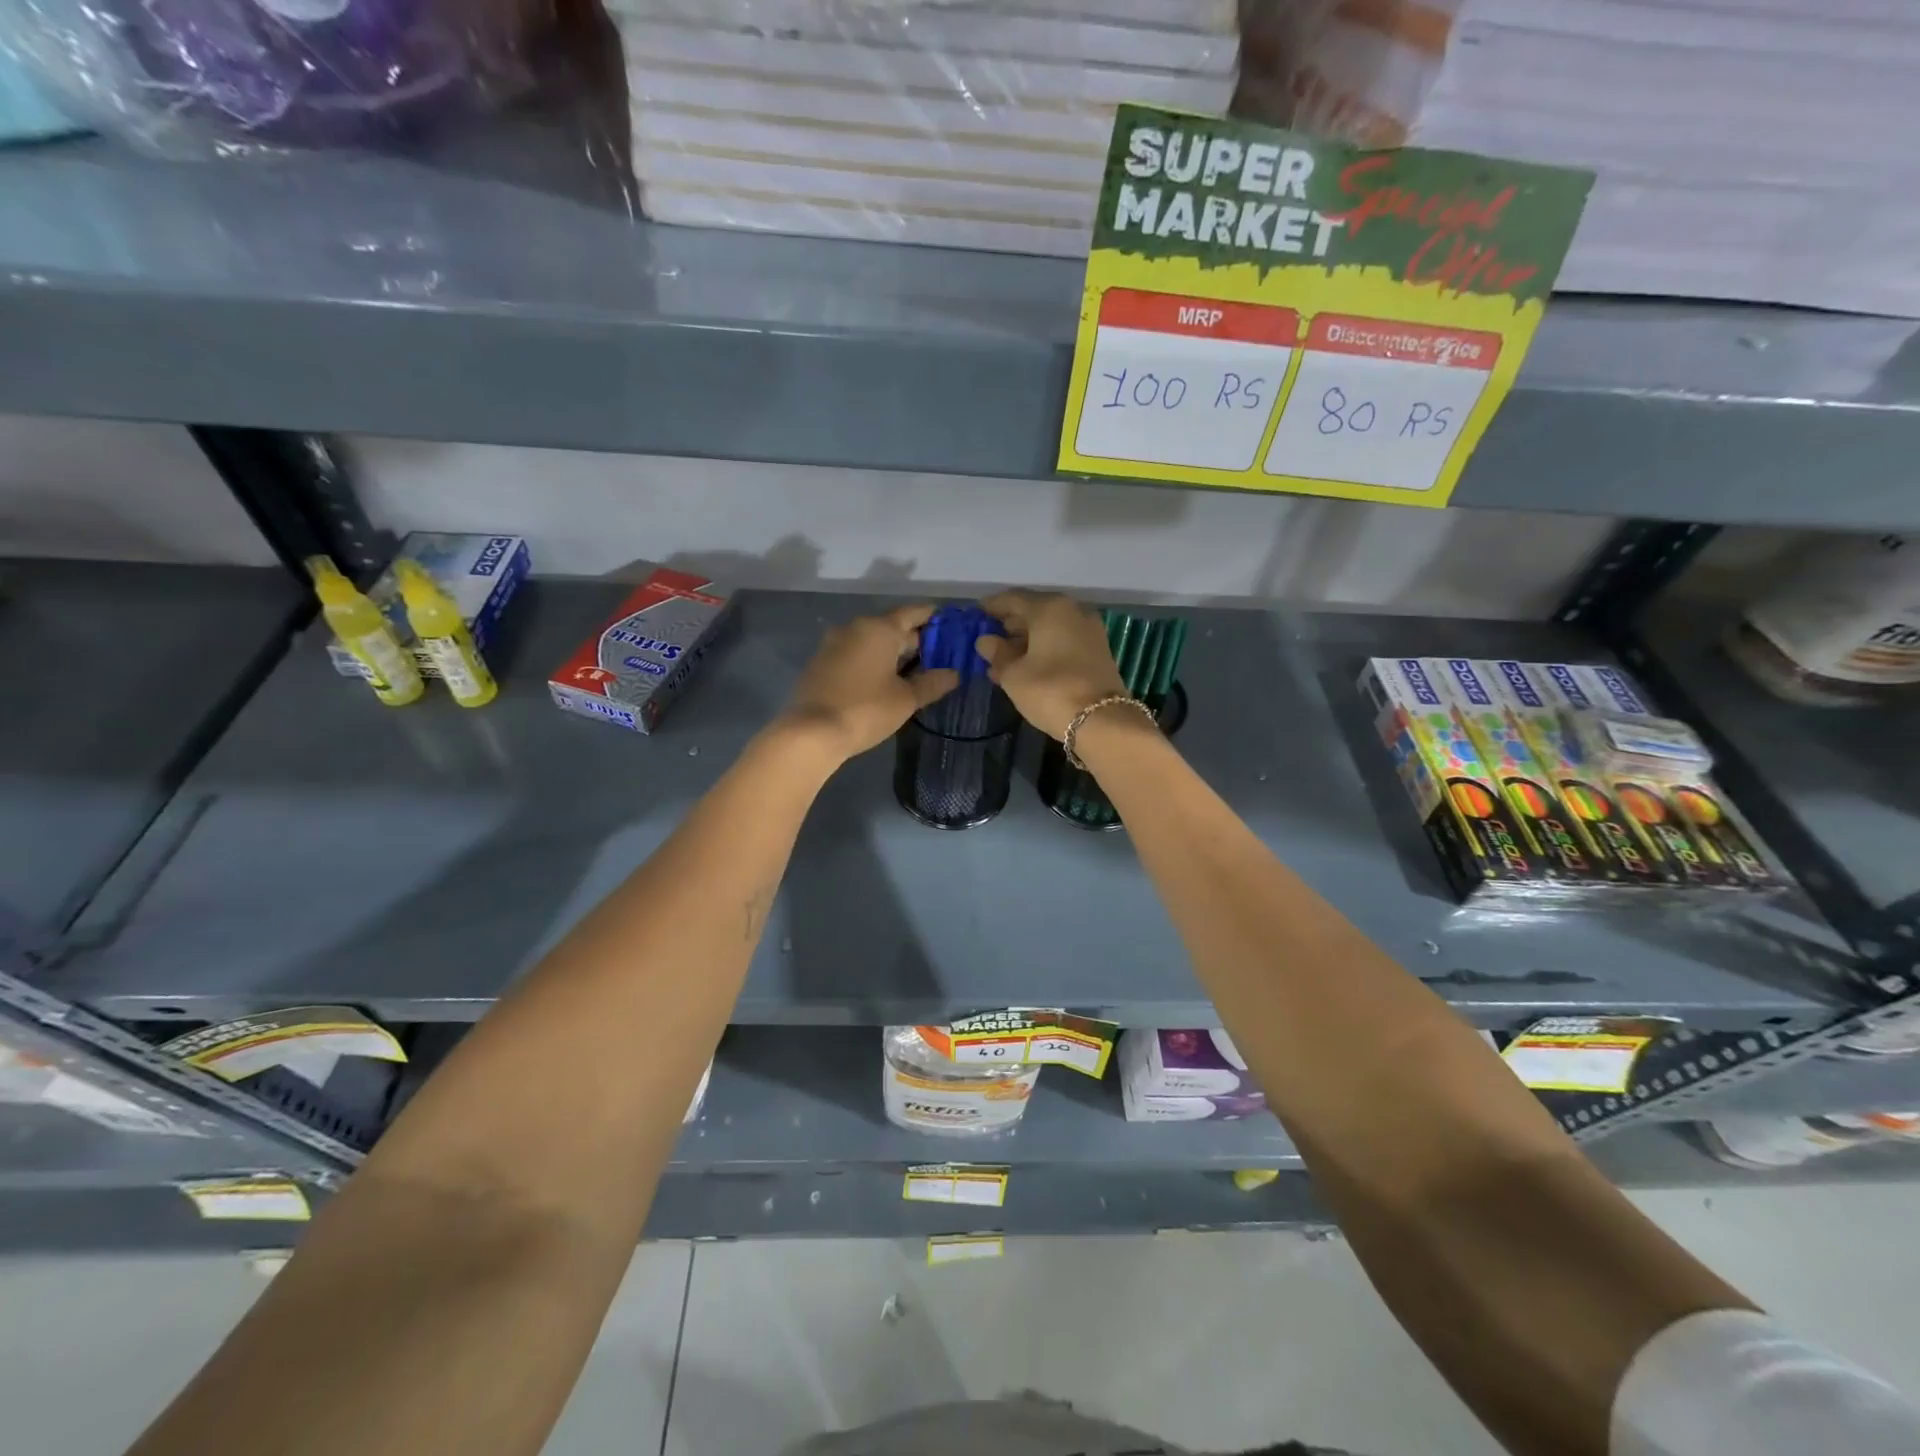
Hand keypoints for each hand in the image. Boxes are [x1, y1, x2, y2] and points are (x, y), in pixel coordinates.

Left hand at [778, 604, 959, 761]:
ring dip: (892, 651)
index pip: (912, 613)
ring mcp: (834, 644)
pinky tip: (883, 679)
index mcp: (879, 629)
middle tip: (938, 655)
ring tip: (914, 669)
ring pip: (872, 640)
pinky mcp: (821, 663)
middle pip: (892, 626)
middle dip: (915, 639)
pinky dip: (872, 660)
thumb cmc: (865, 710)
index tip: (950, 626)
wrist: (811, 732)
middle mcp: (855, 627)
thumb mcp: (905, 699)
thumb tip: (954, 674)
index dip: (933, 618)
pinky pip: (855, 653)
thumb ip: (932, 683)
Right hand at [975, 591, 1125, 740]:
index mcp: (1049, 608)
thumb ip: (997, 654)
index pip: (1012, 599)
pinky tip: (1026, 667)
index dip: (991, 607)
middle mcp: (1072, 611)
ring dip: (1025, 641)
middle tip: (988, 642)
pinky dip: (1043, 649)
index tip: (975, 615)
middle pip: (1033, 611)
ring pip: (1049, 628)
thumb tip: (986, 641)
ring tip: (1002, 661)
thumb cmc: (1050, 690)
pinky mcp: (1097, 650)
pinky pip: (1062, 641)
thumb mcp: (1014, 675)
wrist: (1102, 720)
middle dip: (1009, 626)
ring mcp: (1088, 630)